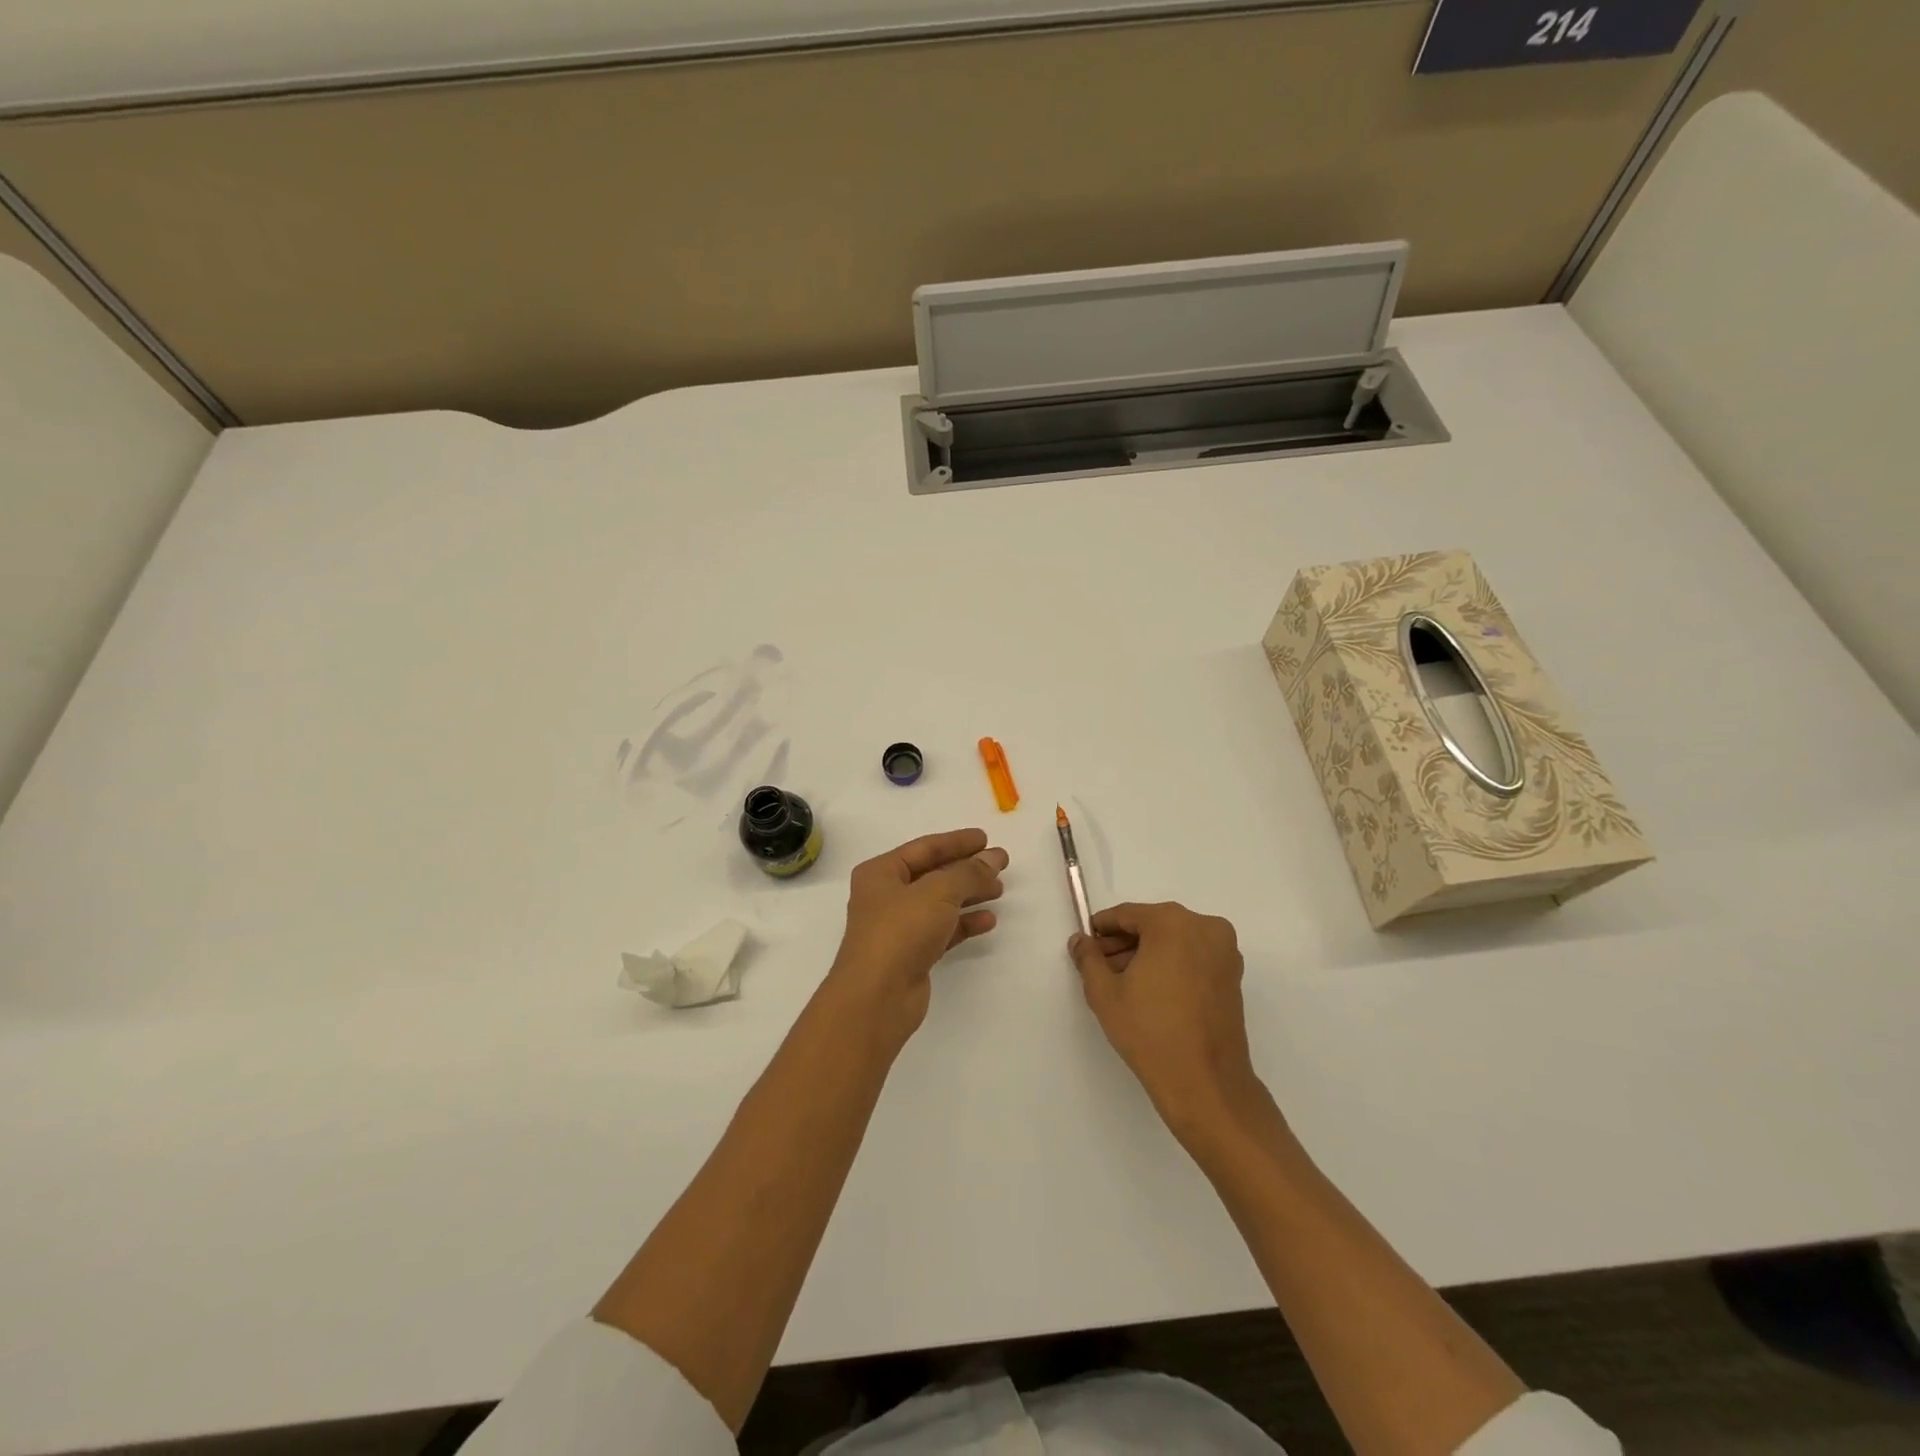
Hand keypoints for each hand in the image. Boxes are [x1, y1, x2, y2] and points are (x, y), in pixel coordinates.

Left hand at [827, 828, 1007, 1048]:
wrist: (877, 997)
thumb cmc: (901, 931)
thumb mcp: (938, 892)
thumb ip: (969, 872)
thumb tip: (993, 858)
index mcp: (881, 873)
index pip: (924, 848)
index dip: (956, 841)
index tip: (986, 838)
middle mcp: (886, 896)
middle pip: (933, 874)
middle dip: (966, 869)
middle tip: (1000, 865)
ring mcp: (898, 927)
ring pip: (939, 903)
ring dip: (969, 895)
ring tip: (999, 890)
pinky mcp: (912, 954)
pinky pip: (943, 930)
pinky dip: (964, 923)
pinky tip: (988, 921)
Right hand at [1069, 902, 1273, 1142]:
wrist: (1205, 1083)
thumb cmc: (1150, 1031)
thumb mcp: (1105, 993)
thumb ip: (1088, 958)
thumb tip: (1080, 941)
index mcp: (1173, 923)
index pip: (1127, 915)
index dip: (1102, 928)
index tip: (1086, 943)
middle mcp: (1204, 927)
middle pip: (1153, 925)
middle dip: (1124, 943)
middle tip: (1100, 966)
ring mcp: (1224, 951)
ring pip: (1174, 942)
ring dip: (1148, 955)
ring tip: (1122, 983)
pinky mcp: (1233, 976)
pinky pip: (1193, 957)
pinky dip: (1171, 966)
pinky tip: (1150, 992)